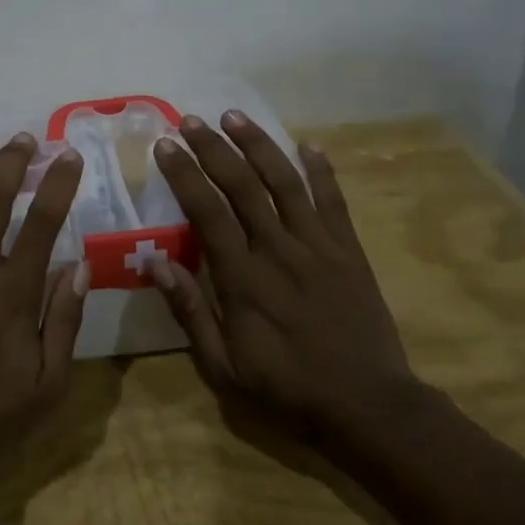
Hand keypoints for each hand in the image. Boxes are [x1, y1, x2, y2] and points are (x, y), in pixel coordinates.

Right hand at [148, 110, 424, 452]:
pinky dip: (322, 171)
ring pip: (286, 183)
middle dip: (215, 149)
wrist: (370, 408)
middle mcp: (279, 251)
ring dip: (259, 146)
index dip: (185, 175)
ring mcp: (319, 247)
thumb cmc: (287, 390)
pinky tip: (309, 144)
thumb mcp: (224, 368)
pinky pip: (334, 202)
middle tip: (192, 120)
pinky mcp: (350, 252)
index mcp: (243, 279)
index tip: (166, 145)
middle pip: (243, 186)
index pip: (207, 212)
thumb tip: (154, 263)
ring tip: (235, 116)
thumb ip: (190, 313)